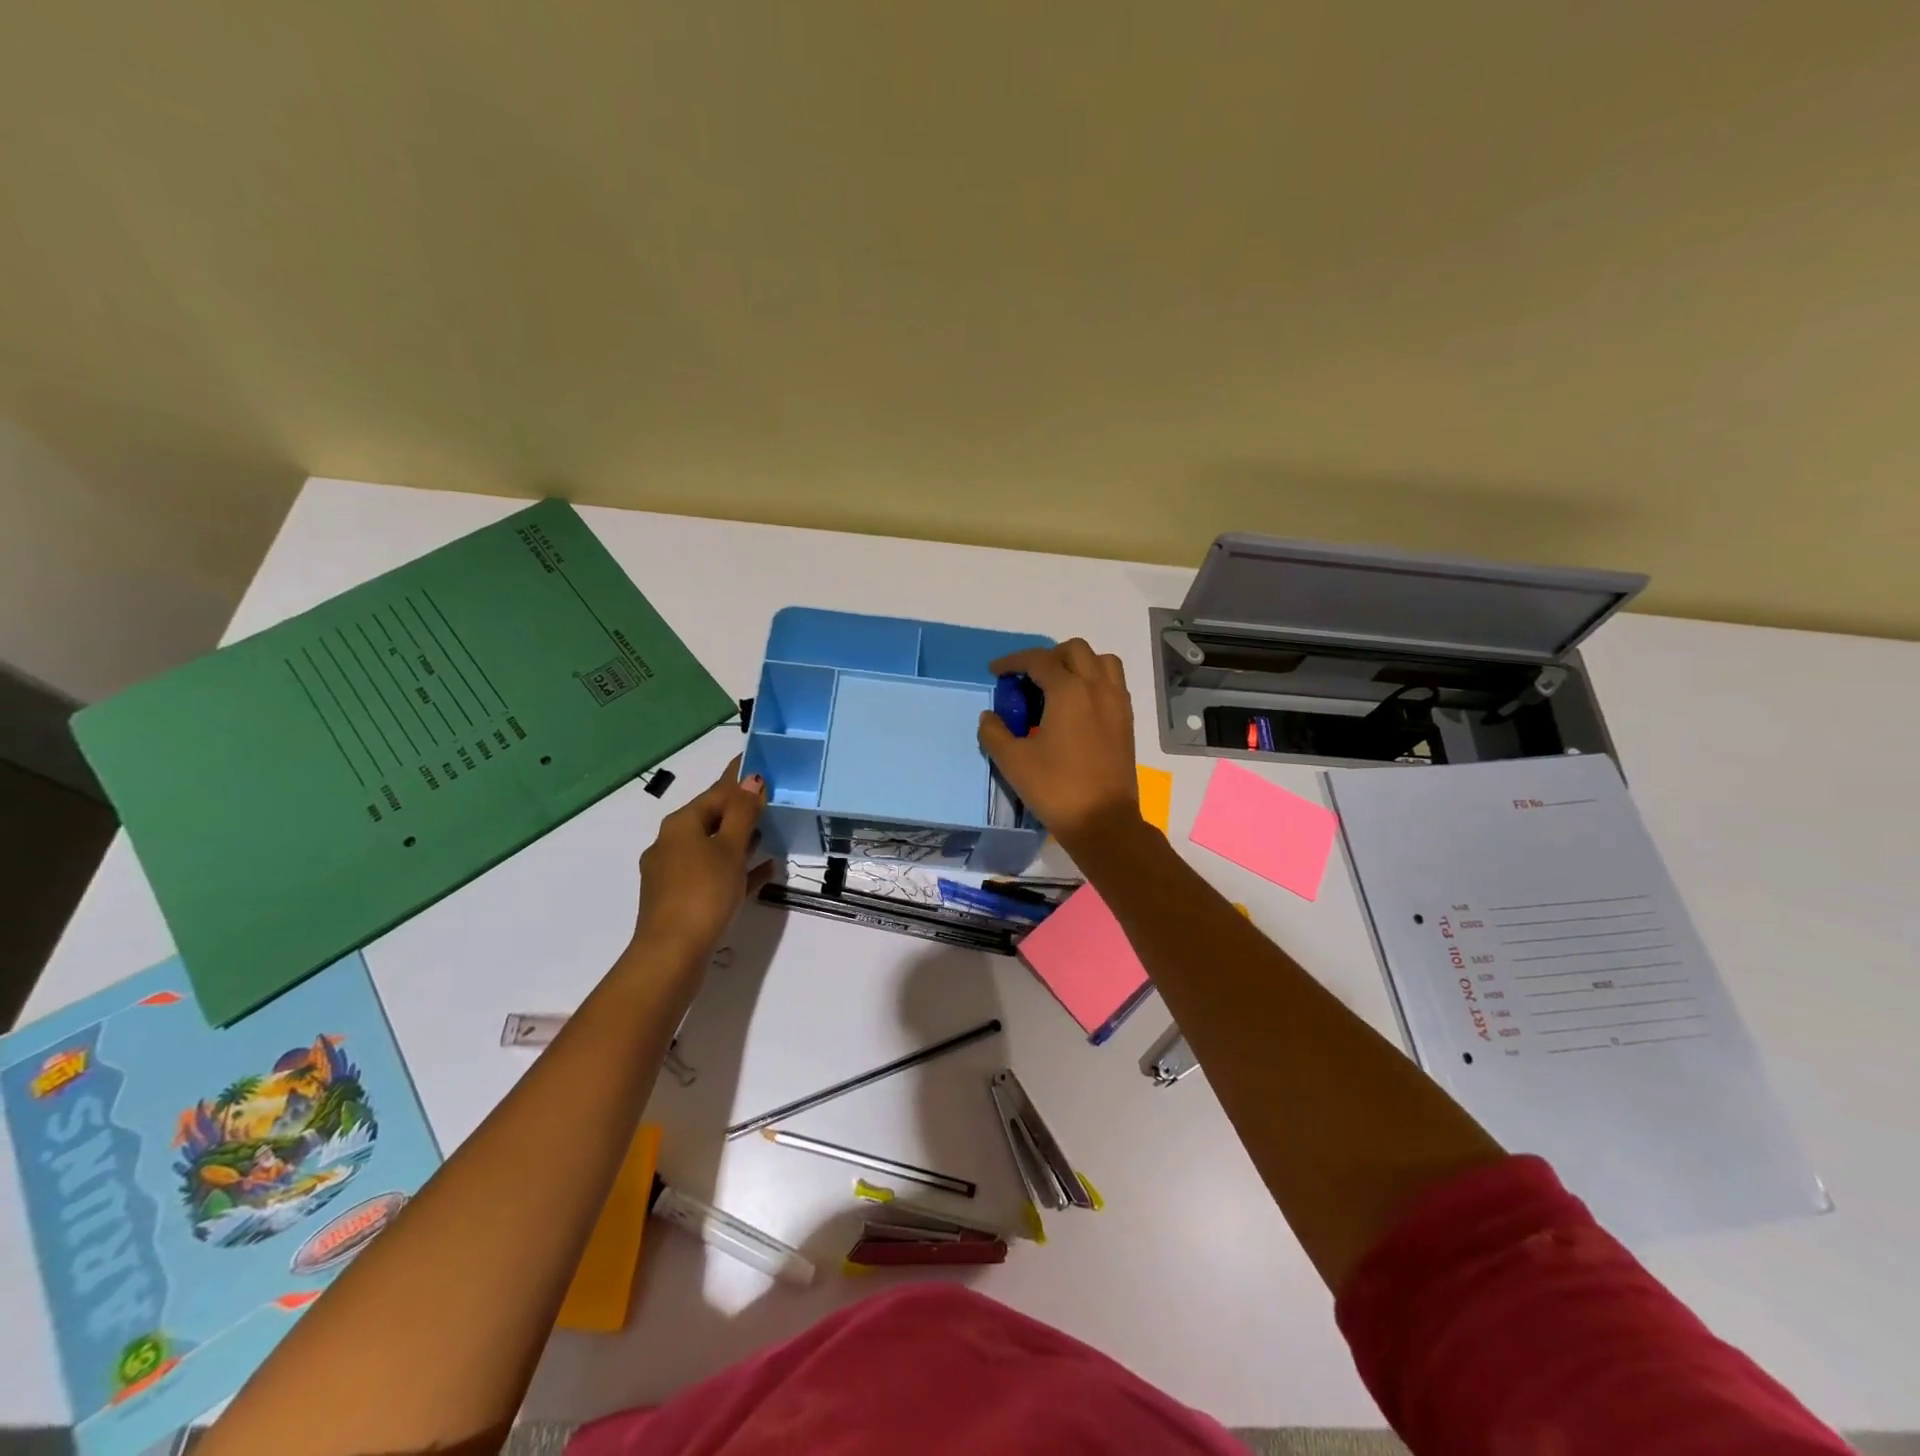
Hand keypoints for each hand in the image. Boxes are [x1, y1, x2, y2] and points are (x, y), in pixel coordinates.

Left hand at [633, 758, 772, 960]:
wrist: (672, 953)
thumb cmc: (703, 891)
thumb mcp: (729, 848)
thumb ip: (743, 813)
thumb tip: (751, 778)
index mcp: (680, 825)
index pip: (716, 792)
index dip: (739, 778)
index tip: (760, 765)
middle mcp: (672, 844)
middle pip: (712, 818)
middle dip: (740, 809)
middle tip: (772, 799)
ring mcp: (674, 874)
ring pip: (713, 847)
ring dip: (740, 839)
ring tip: (771, 832)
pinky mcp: (681, 899)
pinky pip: (714, 875)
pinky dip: (737, 869)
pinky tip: (764, 870)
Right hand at [977, 639, 1139, 848]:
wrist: (1103, 821)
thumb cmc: (1055, 788)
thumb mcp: (1013, 761)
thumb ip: (994, 732)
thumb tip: (990, 716)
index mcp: (1069, 691)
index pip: (1038, 660)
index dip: (1013, 661)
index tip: (996, 672)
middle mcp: (1097, 687)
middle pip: (1074, 650)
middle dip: (1047, 657)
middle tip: (1027, 680)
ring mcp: (1117, 703)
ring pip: (1101, 661)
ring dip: (1077, 663)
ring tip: (1058, 686)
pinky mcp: (1126, 721)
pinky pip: (1113, 683)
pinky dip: (1094, 681)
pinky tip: (1077, 706)